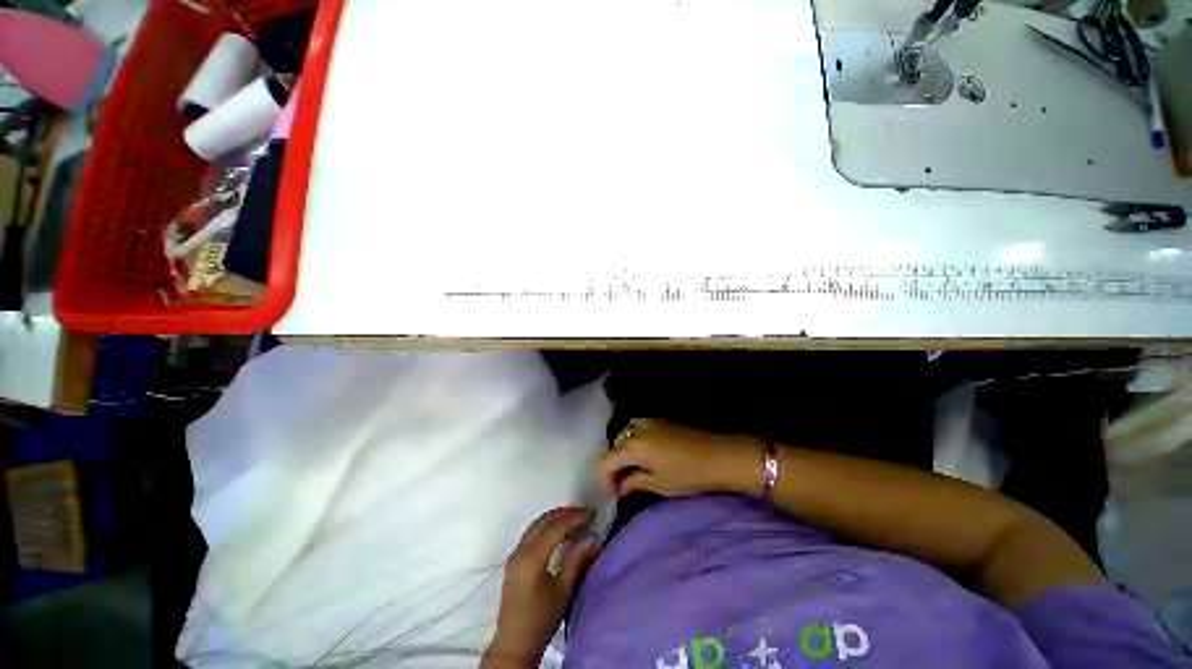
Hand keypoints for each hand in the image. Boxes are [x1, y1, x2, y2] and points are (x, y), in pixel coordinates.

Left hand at [482, 507, 599, 668]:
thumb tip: (593, 539)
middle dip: (565, 513)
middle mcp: (521, 550)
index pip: (556, 527)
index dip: (575, 518)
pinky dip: (546, 525)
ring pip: (536, 524)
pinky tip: (558, 530)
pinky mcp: (514, 560)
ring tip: (574, 518)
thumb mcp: (563, 591)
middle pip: (543, 521)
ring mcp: (515, 554)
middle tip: (584, 513)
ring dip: (555, 517)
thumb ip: (576, 561)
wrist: (514, 643)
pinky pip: (531, 532)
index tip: (592, 514)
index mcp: (532, 558)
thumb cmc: (541, 620)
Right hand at [598, 419, 763, 497]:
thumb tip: (620, 487)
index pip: (605, 461)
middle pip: (613, 446)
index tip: (614, 493)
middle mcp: (635, 429)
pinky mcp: (659, 420)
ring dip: (622, 450)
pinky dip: (633, 439)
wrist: (718, 456)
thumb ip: (633, 483)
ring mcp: (648, 421)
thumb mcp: (658, 484)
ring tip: (632, 466)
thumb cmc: (687, 474)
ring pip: (624, 433)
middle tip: (622, 483)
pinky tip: (644, 452)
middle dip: (613, 465)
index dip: (605, 479)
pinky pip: (636, 427)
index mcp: (631, 447)